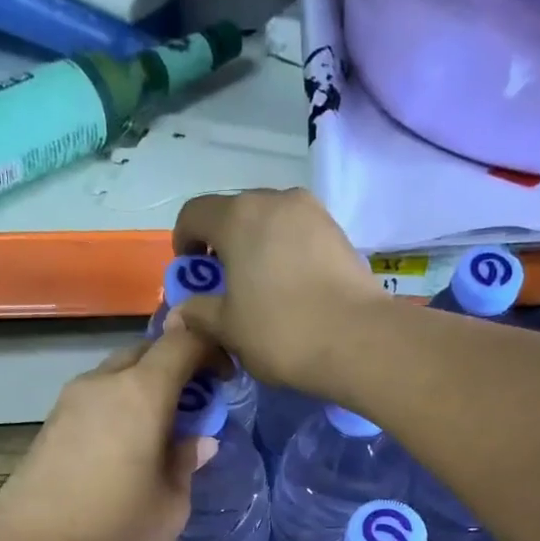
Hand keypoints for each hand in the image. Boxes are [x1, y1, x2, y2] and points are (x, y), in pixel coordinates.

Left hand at [0, 329, 220, 540]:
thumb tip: (199, 441)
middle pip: (145, 353)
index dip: (209, 350)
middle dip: (175, 369)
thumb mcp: (171, 504)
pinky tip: (122, 449)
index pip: (182, 343)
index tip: (226, 378)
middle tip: (193, 406)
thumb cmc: (117, 529)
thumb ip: (187, 463)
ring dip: (142, 390)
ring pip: (115, 376)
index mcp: (141, 393)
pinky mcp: (49, 426)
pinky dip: (117, 409)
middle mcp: (103, 384)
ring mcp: (69, 403)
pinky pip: (94, 401)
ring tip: (158, 431)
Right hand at [169, 189, 386, 388]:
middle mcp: (275, 200)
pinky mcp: (339, 232)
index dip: (184, 241)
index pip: (194, 214)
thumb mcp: (229, 329)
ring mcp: (312, 212)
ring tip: (261, 288)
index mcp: (238, 217)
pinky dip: (287, 253)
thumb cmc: (281, 331)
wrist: (358, 340)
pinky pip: (299, 235)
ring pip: (270, 222)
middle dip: (223, 244)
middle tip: (225, 284)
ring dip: (257, 247)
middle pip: (235, 213)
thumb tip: (180, 312)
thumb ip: (199, 314)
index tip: (190, 272)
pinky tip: (292, 290)